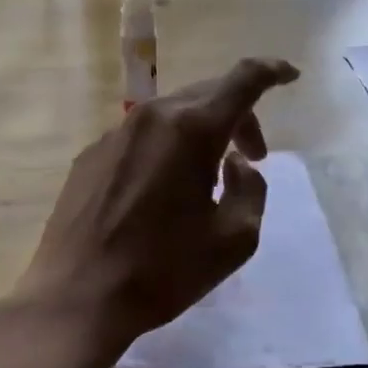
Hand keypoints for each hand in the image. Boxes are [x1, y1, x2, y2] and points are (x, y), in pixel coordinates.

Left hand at [17, 57, 301, 353]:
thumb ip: (251, 190)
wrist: (77, 296)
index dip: (272, 71)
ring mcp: (114, 134)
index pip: (242, 80)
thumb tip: (236, 164)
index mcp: (192, 130)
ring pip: (171, 114)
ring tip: (205, 179)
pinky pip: (140, 137)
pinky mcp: (90, 156)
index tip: (290, 76)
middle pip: (207, 95)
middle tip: (252, 156)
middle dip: (238, 117)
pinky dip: (165, 148)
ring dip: (200, 134)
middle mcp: (151, 117)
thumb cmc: (163, 270)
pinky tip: (160, 192)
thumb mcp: (234, 240)